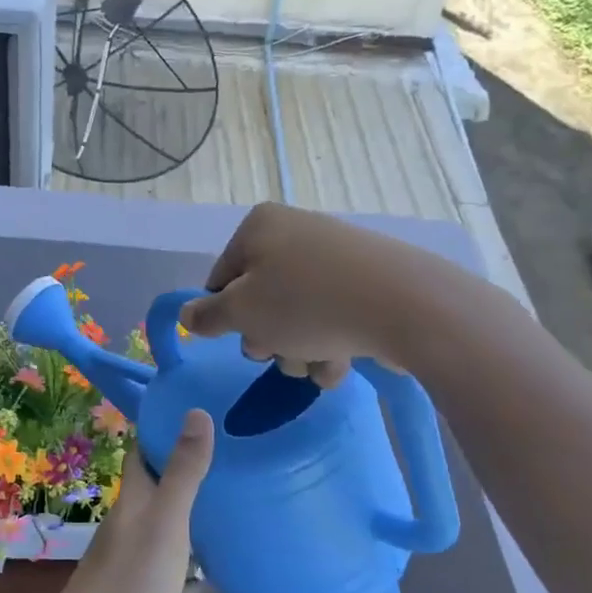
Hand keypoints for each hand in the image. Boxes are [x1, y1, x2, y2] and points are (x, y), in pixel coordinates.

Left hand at [43, 411, 213, 592]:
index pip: (145, 445)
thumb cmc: (131, 578)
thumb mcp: (166, 521)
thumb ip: (183, 471)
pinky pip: (169, 541)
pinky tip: (212, 544)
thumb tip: (197, 410)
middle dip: (183, 457)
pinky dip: (189, 533)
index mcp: (135, 493)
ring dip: (188, 495)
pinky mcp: (140, 575)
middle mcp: (132, 513)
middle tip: (228, 446)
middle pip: (155, 475)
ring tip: (230, 488)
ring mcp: (133, 546)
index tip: (201, 405)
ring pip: (163, 508)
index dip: (165, 423)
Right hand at [177, 202, 424, 381]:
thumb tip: (186, 315)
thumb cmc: (306, 303)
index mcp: (259, 227)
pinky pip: (332, 316)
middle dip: (268, 338)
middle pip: (261, 299)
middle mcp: (295, 232)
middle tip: (279, 353)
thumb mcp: (242, 313)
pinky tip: (342, 363)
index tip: (241, 338)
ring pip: (296, 315)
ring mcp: (334, 256)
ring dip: (299, 350)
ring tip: (318, 365)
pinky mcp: (367, 282)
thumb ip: (207, 315)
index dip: (226, 316)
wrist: (405, 305)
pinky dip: (330, 343)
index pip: (221, 278)